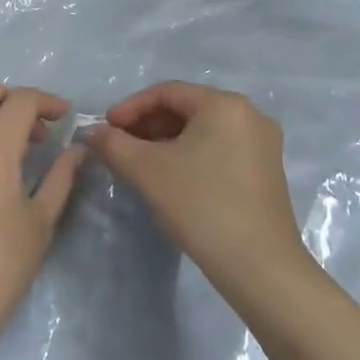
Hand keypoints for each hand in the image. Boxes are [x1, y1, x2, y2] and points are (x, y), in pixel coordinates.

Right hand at [86, 83, 308, 298]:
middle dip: (148, 125)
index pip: (167, 92)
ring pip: (203, 130)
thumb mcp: (148, 171)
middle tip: (119, 146)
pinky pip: (219, 148)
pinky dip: (190, 155)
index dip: (130, 107)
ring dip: (167, 141)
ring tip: (138, 162)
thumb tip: (93, 132)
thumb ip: (115, 145)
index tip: (106, 128)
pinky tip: (170, 177)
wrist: (260, 267)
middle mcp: (249, 114)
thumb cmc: (202, 205)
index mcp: (225, 104)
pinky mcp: (266, 170)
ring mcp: (262, 143)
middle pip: (187, 108)